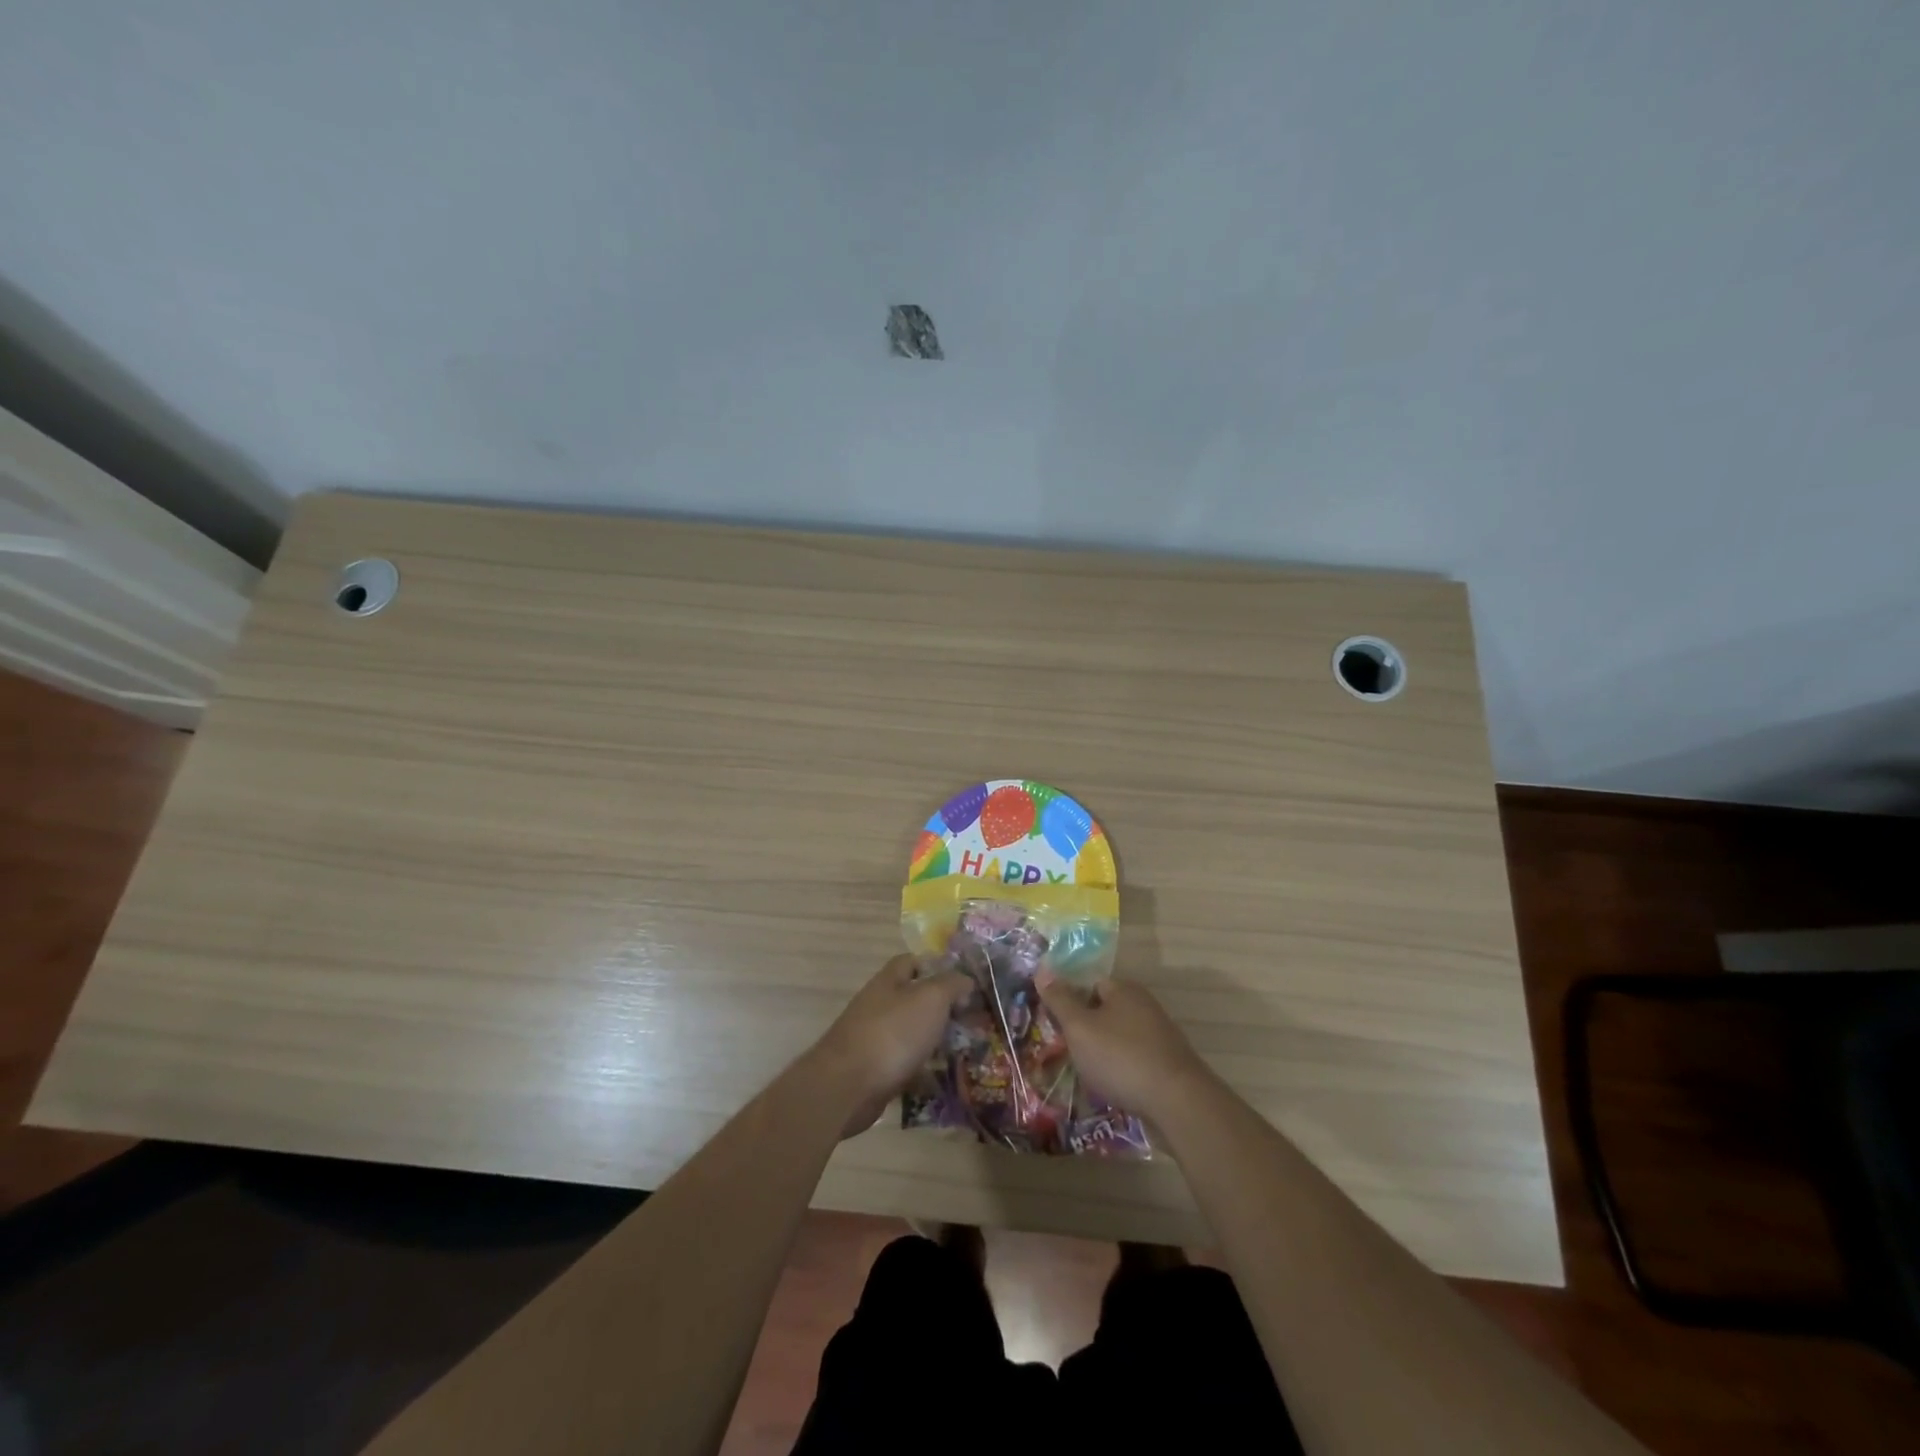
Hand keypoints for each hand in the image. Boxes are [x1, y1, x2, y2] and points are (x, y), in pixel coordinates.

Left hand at [815, 955, 969, 1137]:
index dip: (937, 967)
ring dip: (935, 1041)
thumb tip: (966, 980)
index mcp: (889, 981)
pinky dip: (924, 1071)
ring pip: (912, 1034)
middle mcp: (879, 1006)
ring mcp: (874, 1039)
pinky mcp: (874, 1071)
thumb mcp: (931, 999)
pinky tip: (945, 1079)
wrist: (848, 1087)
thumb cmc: (893, 1033)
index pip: (912, 961)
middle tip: (973, 1021)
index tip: (964, 983)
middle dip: (943, 1009)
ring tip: (967, 1050)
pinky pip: (905, 1065)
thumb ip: (951, 985)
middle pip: (914, 1000)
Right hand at [1034, 971, 1210, 1123]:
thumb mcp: (1080, 1027)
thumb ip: (1060, 1000)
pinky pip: (1133, 1059)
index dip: (1069, 1001)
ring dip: (1102, 1052)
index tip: (1055, 1024)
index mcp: (1124, 989)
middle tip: (1065, 1051)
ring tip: (1085, 1073)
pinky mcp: (1167, 1063)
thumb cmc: (1121, 1057)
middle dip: (1085, 1029)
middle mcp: (1144, 1005)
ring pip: (1118, 1037)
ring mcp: (1159, 1034)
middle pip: (1105, 1010)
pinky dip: (1120, 1069)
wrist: (1177, 1102)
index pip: (1089, 984)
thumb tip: (1042, 969)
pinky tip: (1111, 1087)